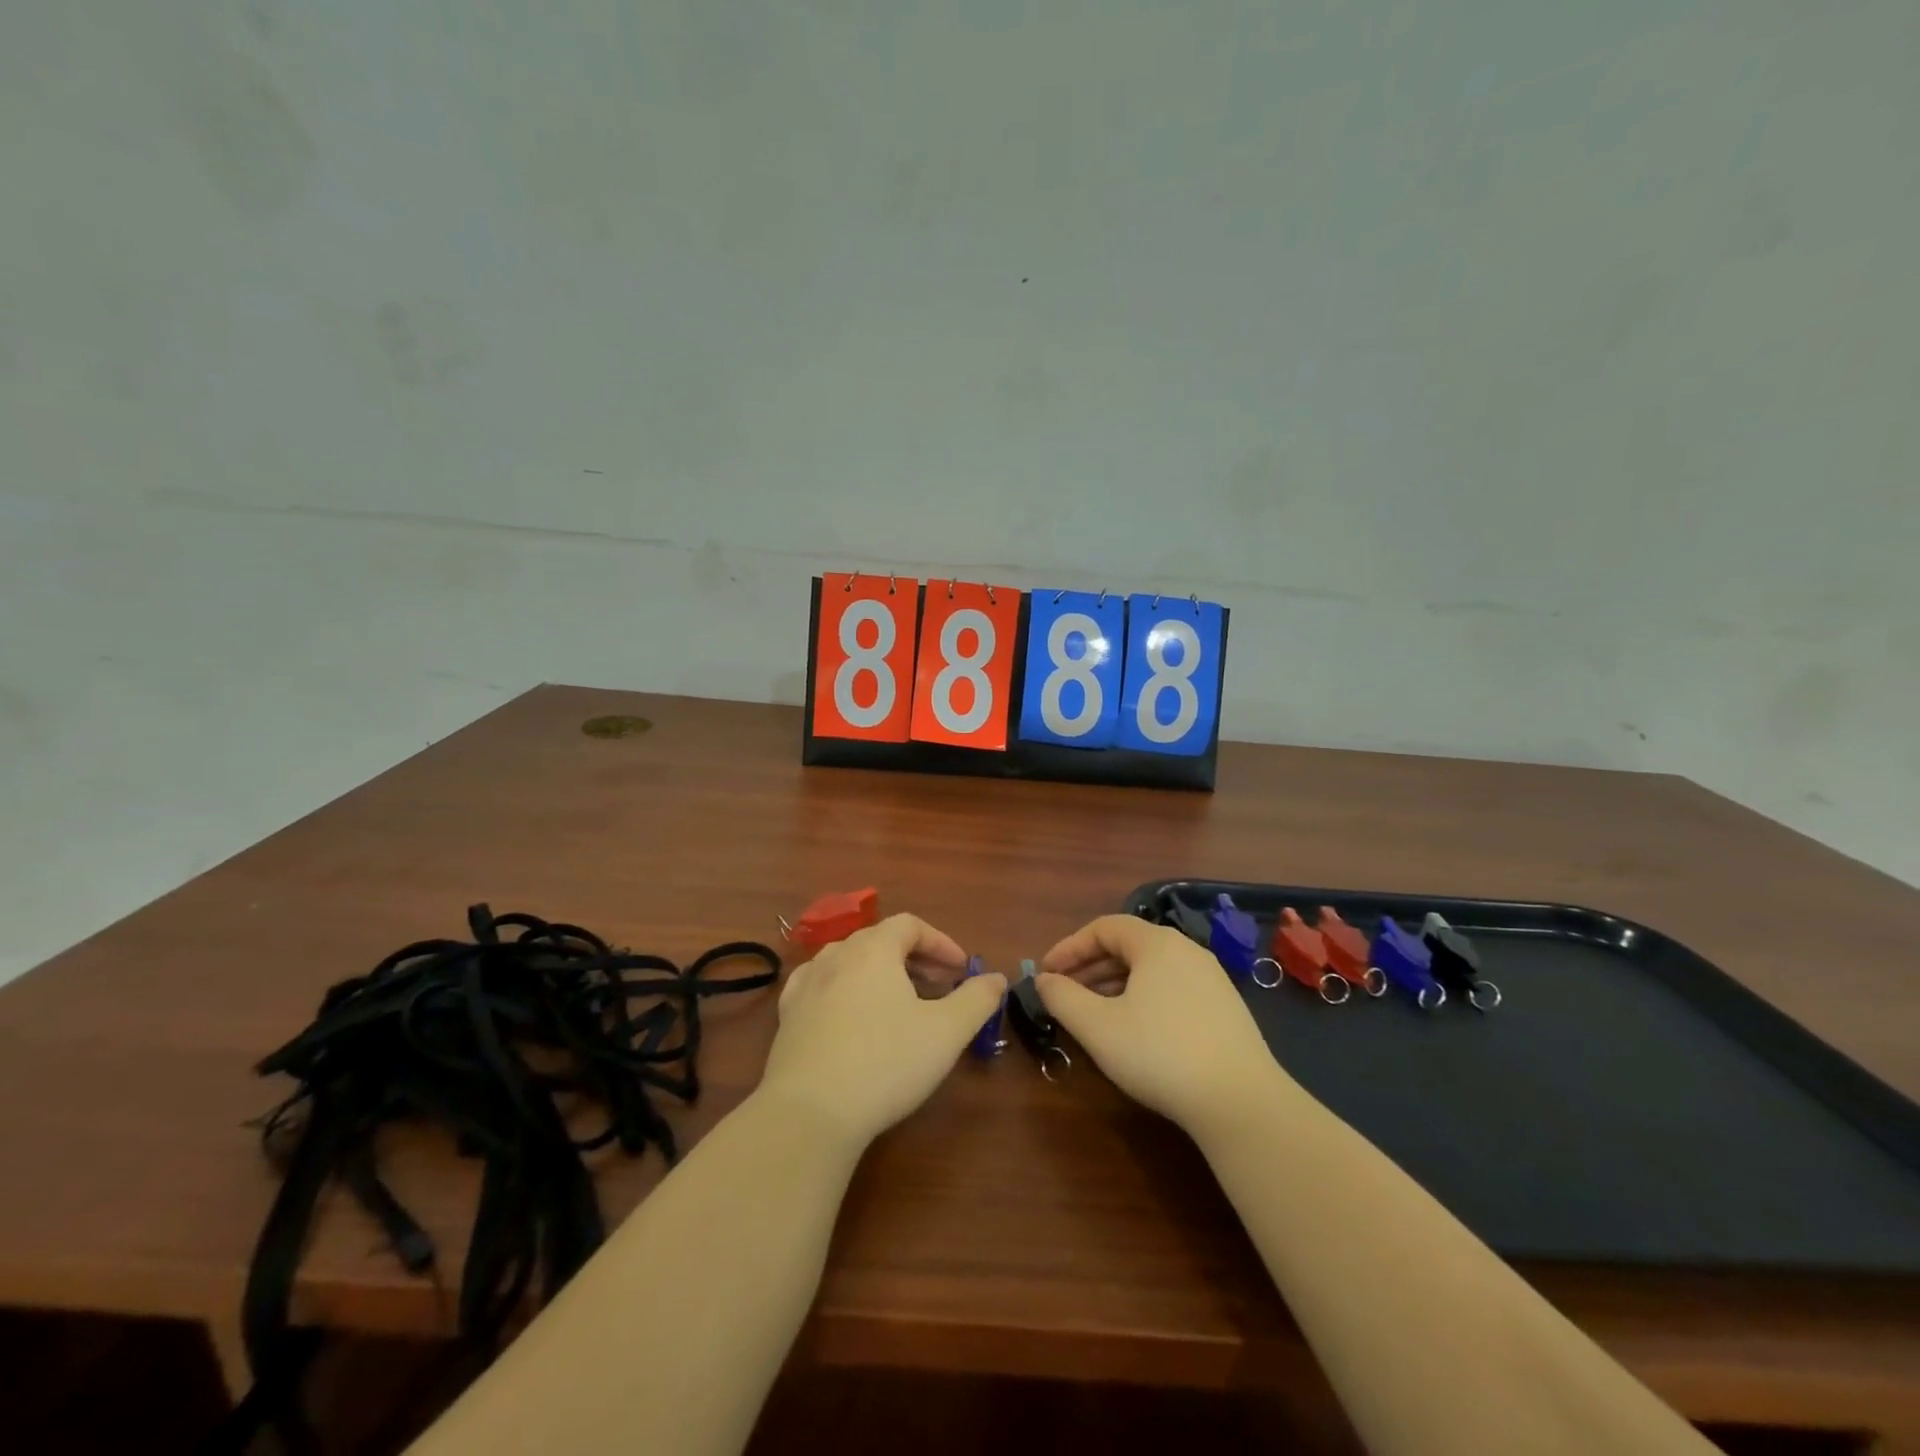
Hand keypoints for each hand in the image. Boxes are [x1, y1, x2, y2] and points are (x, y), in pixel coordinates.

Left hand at [757, 914, 1006, 1148]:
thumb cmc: (885, 1063)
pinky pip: (822, 985)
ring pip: (850, 961)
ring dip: (880, 973)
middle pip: (880, 940)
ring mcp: (806, 984)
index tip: (962, 969)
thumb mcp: (946, 1033)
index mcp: (873, 949)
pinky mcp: (787, 1015)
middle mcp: (836, 955)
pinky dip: (846, 990)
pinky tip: (853, 1016)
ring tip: (900, 1002)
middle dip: (915, 958)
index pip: (910, 925)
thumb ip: (976, 1000)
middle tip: (940, 986)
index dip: (941, 942)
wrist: (809, 1113)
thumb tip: (997, 978)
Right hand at [1037, 914, 1288, 1134]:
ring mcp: (1212, 978)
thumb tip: (1043, 980)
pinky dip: (1143, 998)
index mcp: (1157, 943)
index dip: (1069, 947)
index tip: (1046, 974)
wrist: (1241, 1102)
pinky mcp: (1226, 1008)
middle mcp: (1186, 950)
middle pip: (1128, 946)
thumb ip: (1062, 997)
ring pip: (1151, 969)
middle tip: (1065, 994)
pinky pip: (1172, 988)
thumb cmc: (1160, 1053)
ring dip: (1115, 984)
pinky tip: (1135, 1031)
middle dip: (1090, 967)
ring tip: (1094, 1014)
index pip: (1104, 927)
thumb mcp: (1097, 1027)